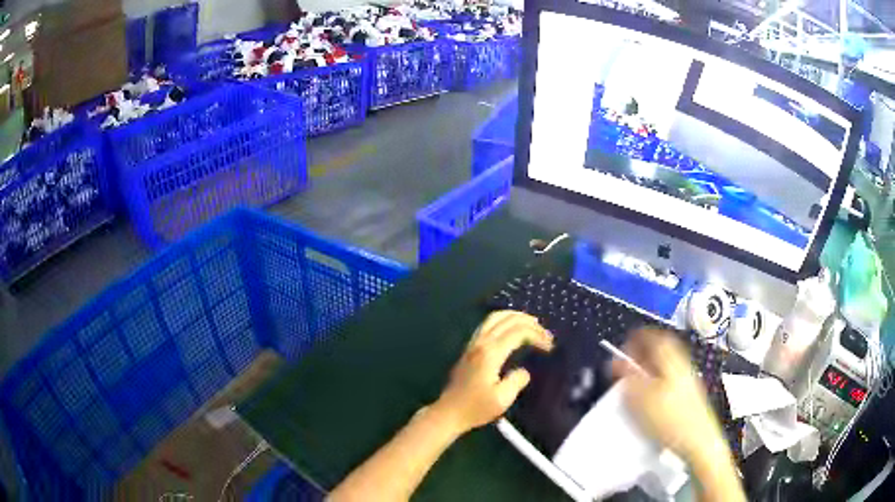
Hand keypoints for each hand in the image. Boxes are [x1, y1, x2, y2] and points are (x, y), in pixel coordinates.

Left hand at [431, 311, 553, 434]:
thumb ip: (517, 380)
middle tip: (545, 333)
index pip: (518, 332)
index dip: (537, 335)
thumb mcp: (502, 399)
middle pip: (507, 320)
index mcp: (491, 353)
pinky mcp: (469, 349)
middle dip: (529, 322)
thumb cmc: (476, 408)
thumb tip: (524, 371)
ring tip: (531, 323)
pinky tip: (511, 328)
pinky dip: (503, 320)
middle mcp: (481, 343)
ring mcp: (473, 344)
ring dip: (515, 316)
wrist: (448, 413)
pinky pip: (487, 325)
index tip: (549, 347)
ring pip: (494, 318)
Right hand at [612, 328, 722, 462]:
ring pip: (667, 366)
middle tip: (629, 362)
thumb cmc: (670, 418)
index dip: (636, 338)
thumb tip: (618, 362)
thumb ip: (628, 377)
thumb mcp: (640, 398)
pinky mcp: (690, 397)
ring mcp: (689, 381)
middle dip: (644, 353)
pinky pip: (671, 381)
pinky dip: (658, 383)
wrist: (698, 441)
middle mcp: (682, 364)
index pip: (653, 337)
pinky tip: (650, 400)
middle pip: (662, 350)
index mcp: (671, 359)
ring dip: (651, 369)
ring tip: (636, 382)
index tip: (625, 345)